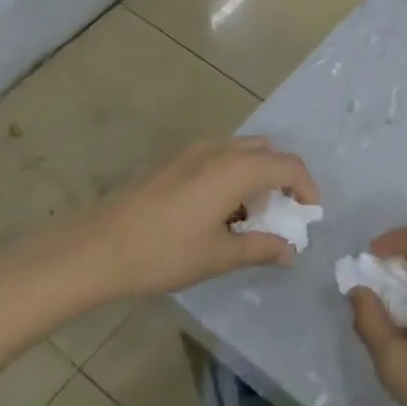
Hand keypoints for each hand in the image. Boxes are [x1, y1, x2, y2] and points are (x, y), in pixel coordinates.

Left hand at [66, 138, 317, 298]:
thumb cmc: (163, 252)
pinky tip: (220, 212)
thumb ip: (261, 248)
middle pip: (267, 151)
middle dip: (283, 178)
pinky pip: (219, 157)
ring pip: (241, 152)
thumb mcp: (218, 256)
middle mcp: (218, 149)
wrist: (97, 247)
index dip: (307, 187)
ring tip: (251, 217)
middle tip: (283, 214)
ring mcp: (192, 151)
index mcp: (235, 169)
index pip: (288, 165)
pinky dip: (233, 175)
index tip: (310, 215)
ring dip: (257, 176)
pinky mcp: (173, 161)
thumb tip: (291, 251)